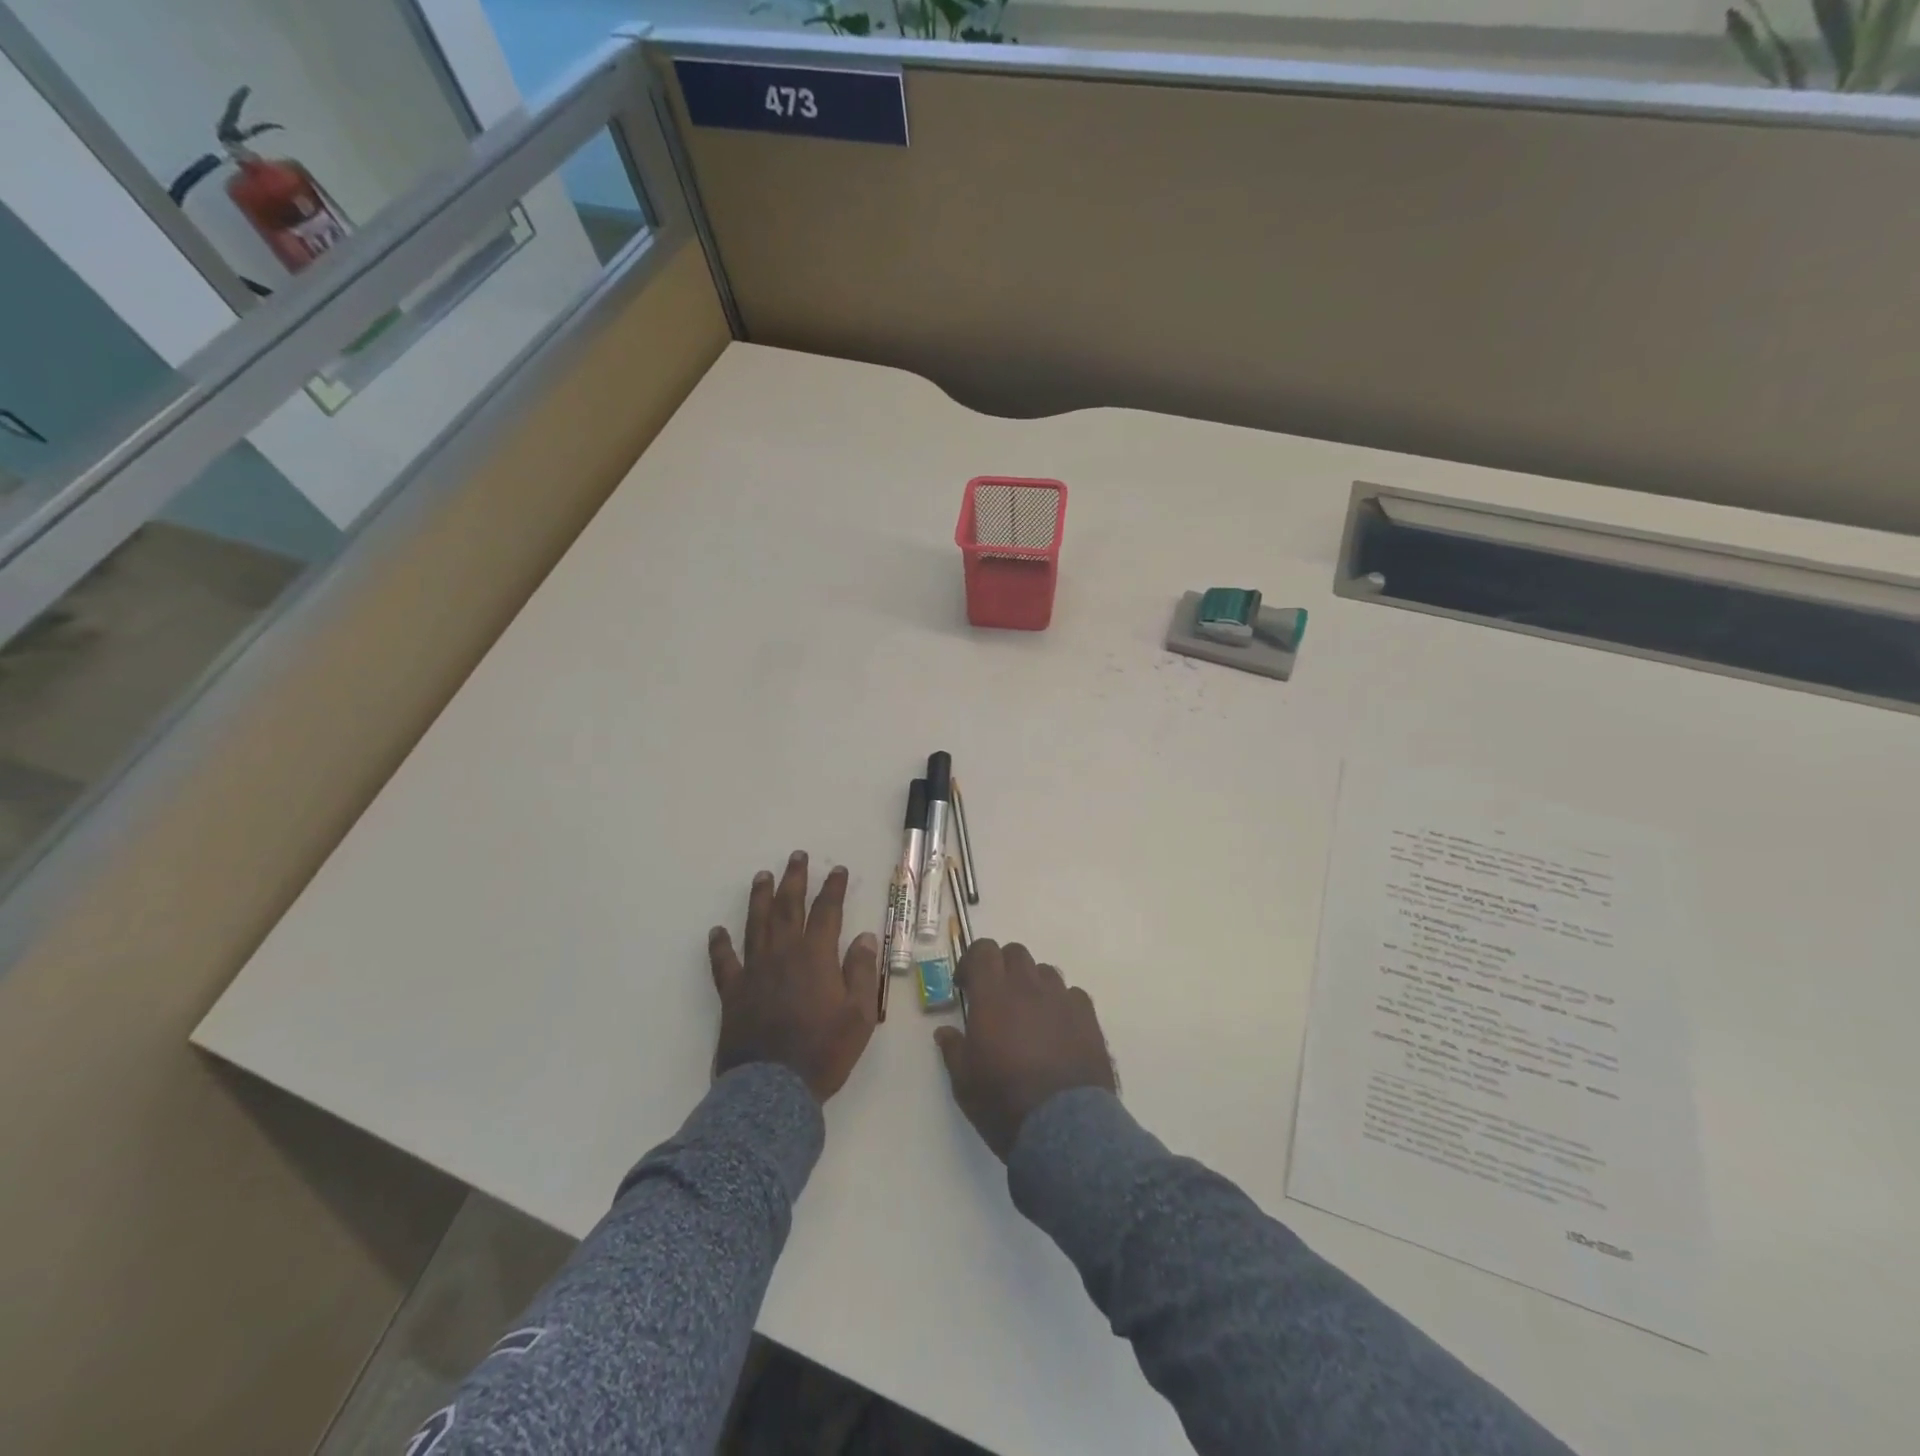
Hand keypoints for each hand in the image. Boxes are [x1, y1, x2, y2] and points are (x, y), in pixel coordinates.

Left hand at [709, 851, 879, 1101]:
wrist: (773, 1089)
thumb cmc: (824, 1051)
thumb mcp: (860, 1015)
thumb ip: (863, 972)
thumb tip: (866, 936)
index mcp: (816, 956)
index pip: (827, 911)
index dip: (833, 888)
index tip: (837, 870)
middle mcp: (783, 954)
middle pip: (788, 907)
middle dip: (794, 879)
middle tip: (796, 857)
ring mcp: (754, 971)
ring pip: (756, 924)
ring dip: (760, 898)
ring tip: (762, 876)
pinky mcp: (733, 992)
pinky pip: (724, 962)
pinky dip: (720, 945)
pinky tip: (716, 931)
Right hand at [934, 940, 1116, 1160]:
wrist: (1063, 1128)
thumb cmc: (1003, 1103)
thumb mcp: (964, 1082)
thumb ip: (953, 1049)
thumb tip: (945, 1032)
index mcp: (993, 995)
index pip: (983, 950)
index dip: (972, 961)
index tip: (966, 985)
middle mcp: (1028, 987)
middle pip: (1015, 953)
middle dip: (1003, 967)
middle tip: (997, 998)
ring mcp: (1062, 999)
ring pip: (1045, 971)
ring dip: (1033, 984)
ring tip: (1030, 1016)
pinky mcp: (1088, 1017)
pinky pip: (1072, 995)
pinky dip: (1061, 1004)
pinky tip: (1059, 1030)